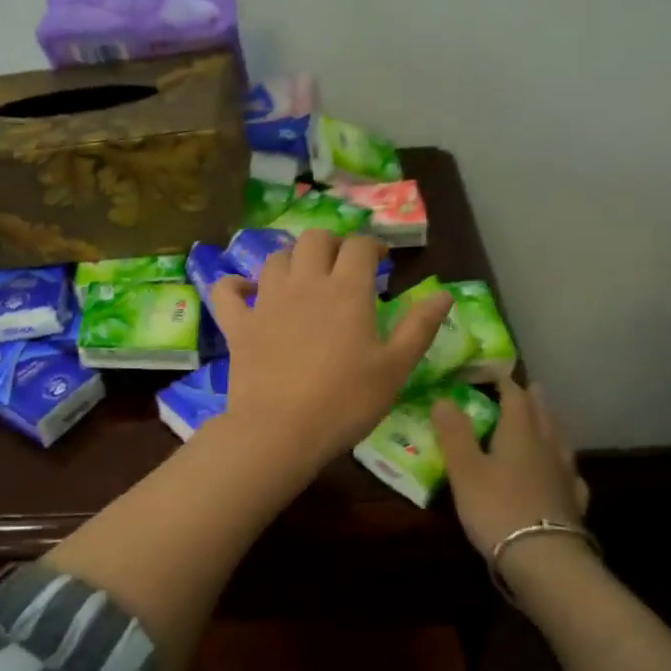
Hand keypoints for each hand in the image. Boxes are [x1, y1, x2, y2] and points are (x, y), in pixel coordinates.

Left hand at [209, 229, 453, 470]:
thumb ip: (419, 327)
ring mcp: (266, 301)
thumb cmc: (345, 402)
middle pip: (315, 240)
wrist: (280, 431)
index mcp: (347, 290)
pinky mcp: (238, 325)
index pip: (360, 246)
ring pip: (276, 258)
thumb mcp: (395, 369)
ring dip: (292, 260)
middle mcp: (305, 284)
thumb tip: (443, 294)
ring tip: (303, 279)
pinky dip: (235, 284)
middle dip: (331, 244)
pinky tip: (246, 291)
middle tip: (342, 267)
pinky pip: (226, 290)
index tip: (380, 263)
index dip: (372, 246)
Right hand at [432, 376, 590, 556]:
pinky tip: (564, 474)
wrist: (543, 557)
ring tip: (546, 422)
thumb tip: (444, 398)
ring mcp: (564, 475)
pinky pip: (570, 475)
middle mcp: (547, 447)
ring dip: (551, 427)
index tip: (495, 372)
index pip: (515, 397)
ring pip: (559, 441)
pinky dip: (563, 466)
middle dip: (533, 400)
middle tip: (528, 388)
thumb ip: (454, 433)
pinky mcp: (572, 502)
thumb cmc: (497, 507)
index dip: (504, 383)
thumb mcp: (464, 469)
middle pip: (542, 415)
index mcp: (520, 433)